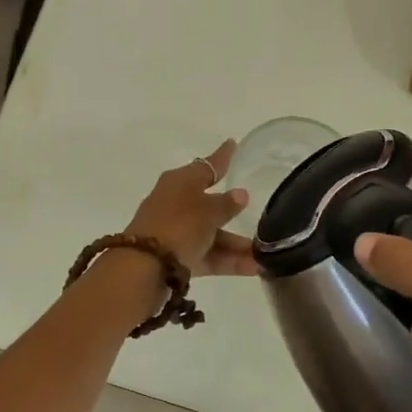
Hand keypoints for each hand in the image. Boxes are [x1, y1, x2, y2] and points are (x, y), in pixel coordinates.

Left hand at [124, 139, 259, 278]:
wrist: (145, 266)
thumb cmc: (179, 225)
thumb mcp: (208, 211)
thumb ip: (227, 204)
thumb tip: (241, 194)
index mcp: (180, 181)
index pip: (207, 165)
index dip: (222, 157)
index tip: (232, 143)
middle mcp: (176, 203)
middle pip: (210, 205)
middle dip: (234, 215)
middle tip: (260, 214)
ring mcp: (175, 231)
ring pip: (212, 234)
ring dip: (237, 244)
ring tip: (266, 255)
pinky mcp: (176, 257)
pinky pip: (207, 255)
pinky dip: (228, 260)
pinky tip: (253, 268)